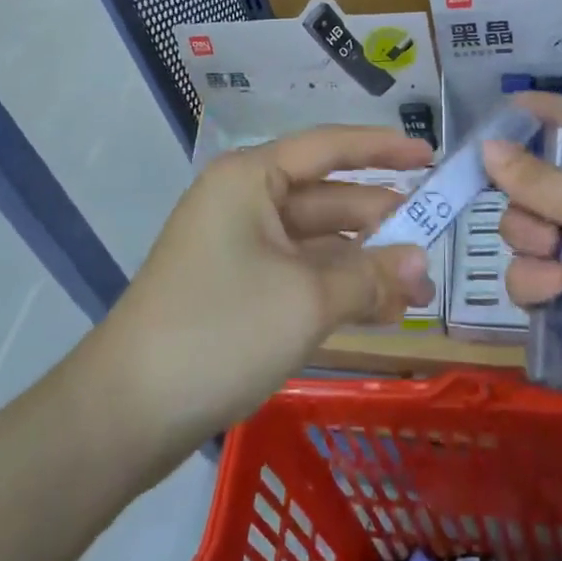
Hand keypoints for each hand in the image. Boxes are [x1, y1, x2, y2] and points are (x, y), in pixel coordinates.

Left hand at [94, 126, 435, 453]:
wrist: (125, 413)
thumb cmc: (220, 330)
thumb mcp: (307, 300)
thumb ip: (370, 275)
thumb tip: (422, 264)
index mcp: (251, 179)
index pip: (329, 147)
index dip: (382, 149)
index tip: (430, 157)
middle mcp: (243, 201)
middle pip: (326, 198)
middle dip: (381, 222)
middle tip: (436, 243)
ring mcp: (237, 246)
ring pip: (315, 242)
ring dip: (363, 262)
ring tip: (418, 289)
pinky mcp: (234, 289)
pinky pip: (298, 274)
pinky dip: (336, 287)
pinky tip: (379, 311)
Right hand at [486, 93, 561, 450]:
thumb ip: (540, 178)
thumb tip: (486, 146)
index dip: (544, 117)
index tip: (503, 113)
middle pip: (537, 181)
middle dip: (527, 196)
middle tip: (536, 210)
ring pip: (522, 229)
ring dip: (530, 241)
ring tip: (556, 261)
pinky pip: (524, 275)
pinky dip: (535, 283)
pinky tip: (557, 296)